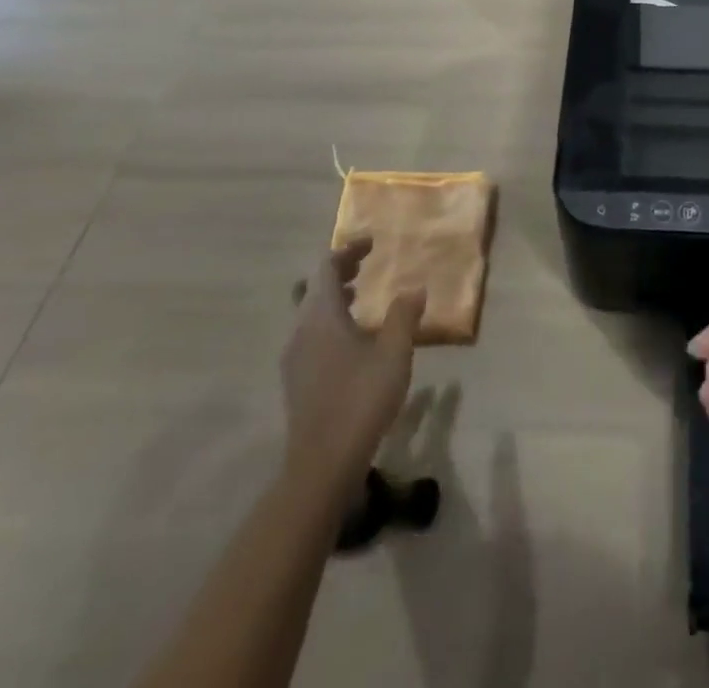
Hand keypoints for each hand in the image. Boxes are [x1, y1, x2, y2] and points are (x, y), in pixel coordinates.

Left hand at [281, 240, 423, 490]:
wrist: (323, 464)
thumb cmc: (361, 399)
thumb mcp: (394, 353)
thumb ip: (403, 316)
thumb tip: (415, 288)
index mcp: (321, 315)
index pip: (326, 267)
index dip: (348, 250)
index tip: (372, 244)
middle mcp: (300, 329)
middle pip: (313, 286)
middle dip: (338, 270)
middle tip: (365, 264)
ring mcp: (294, 356)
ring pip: (308, 311)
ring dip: (332, 297)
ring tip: (361, 297)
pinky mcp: (295, 379)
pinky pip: (309, 333)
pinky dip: (328, 321)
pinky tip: (352, 338)